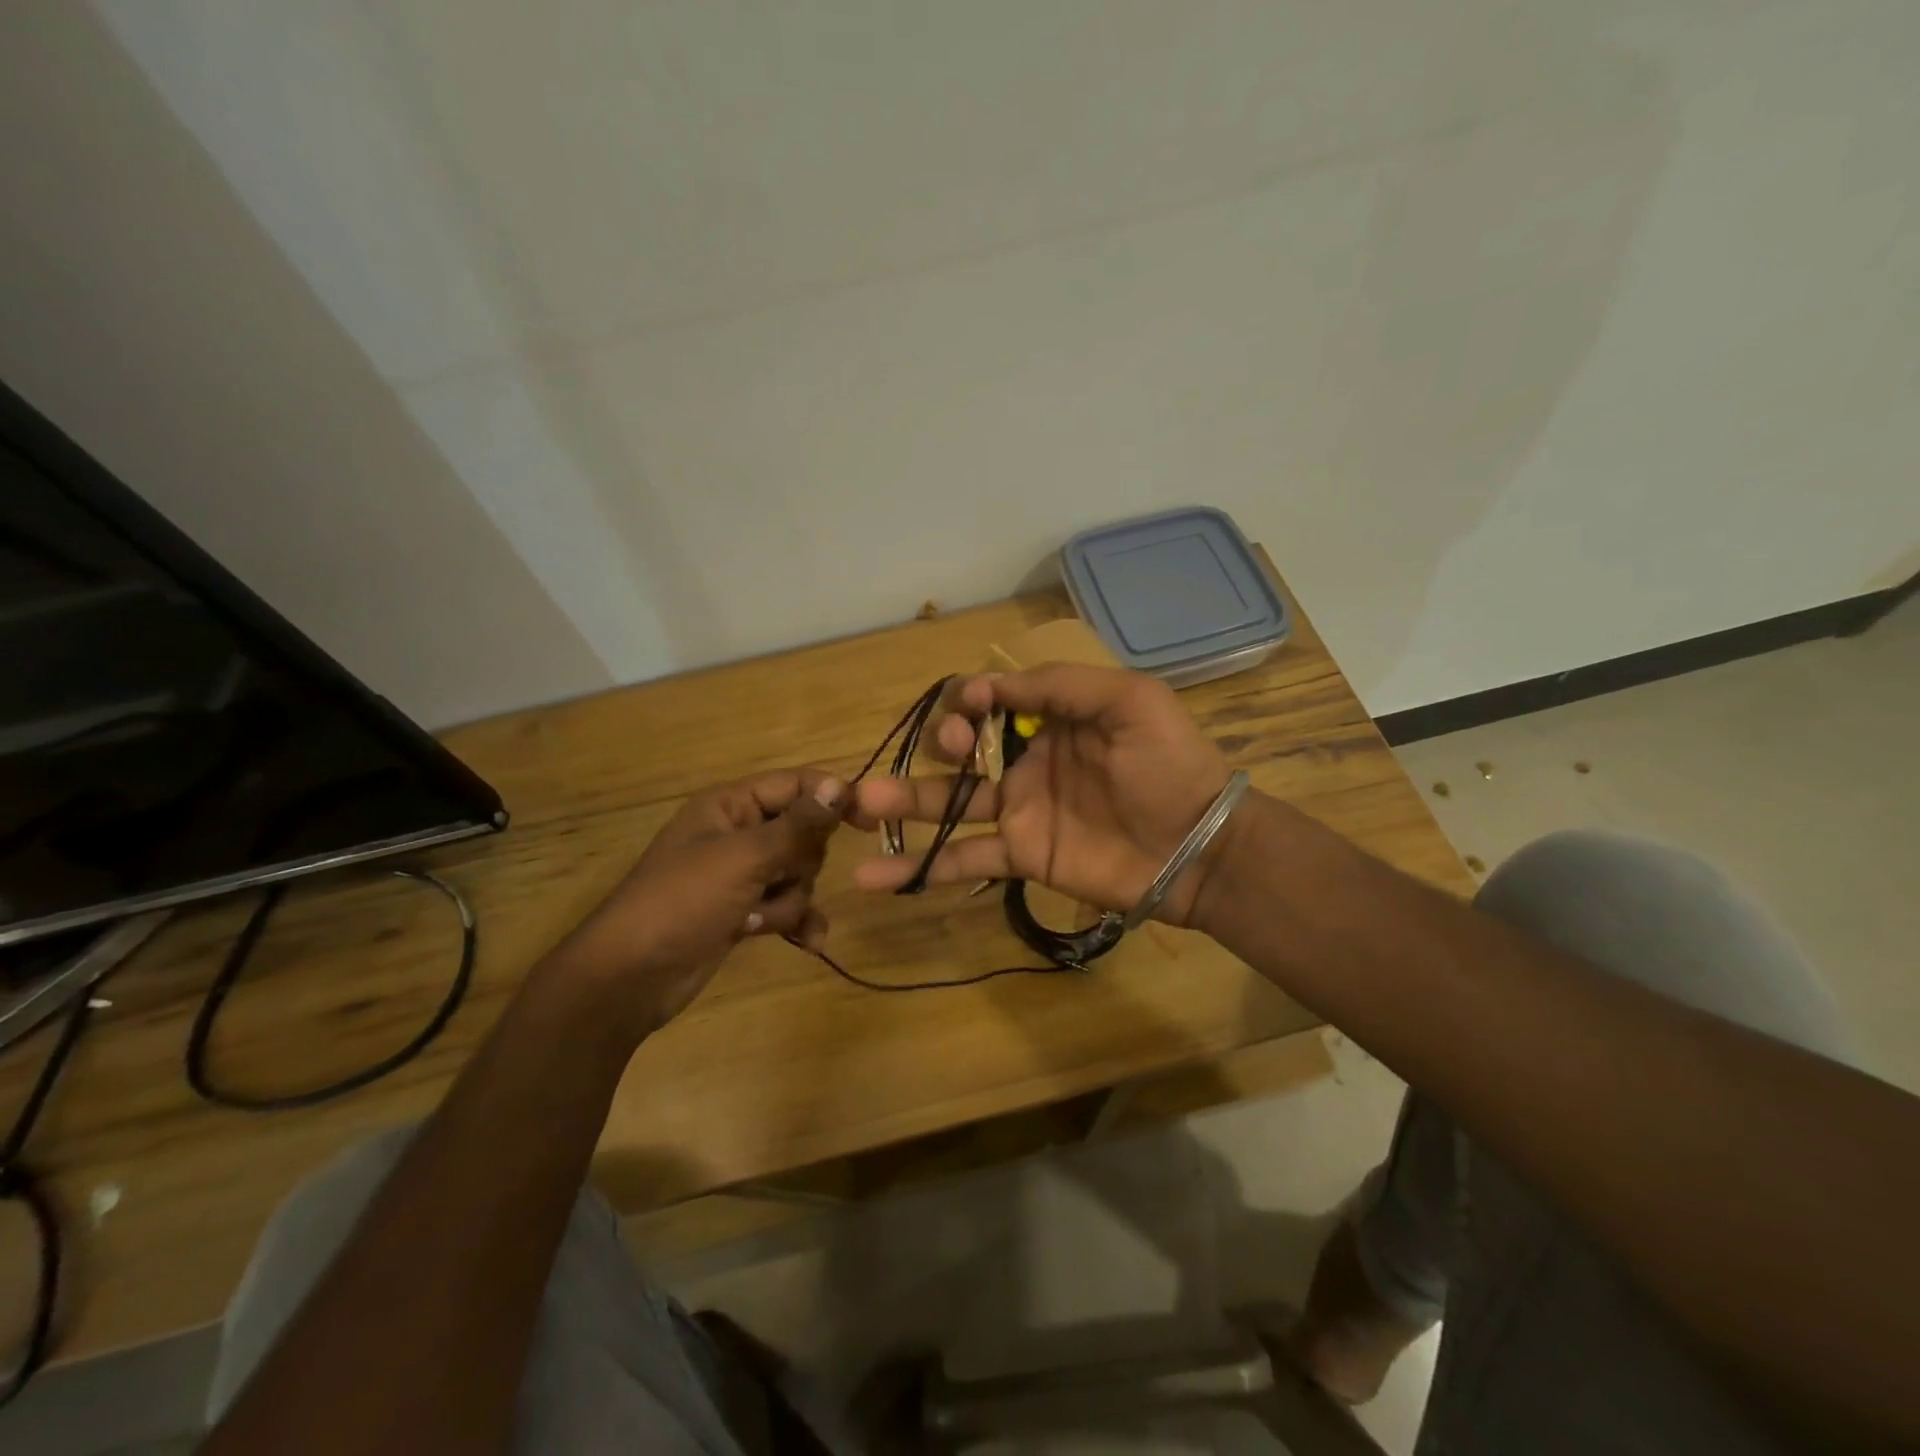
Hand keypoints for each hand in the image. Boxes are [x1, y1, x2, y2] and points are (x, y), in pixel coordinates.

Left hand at [551, 769, 845, 1035]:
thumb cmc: (682, 902)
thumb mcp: (743, 858)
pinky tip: (809, 943)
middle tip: (773, 880)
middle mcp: (738, 834)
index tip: (870, 819)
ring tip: (757, 919)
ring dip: (789, 900)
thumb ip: (797, 825)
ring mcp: (740, 876)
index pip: (794, 785)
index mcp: (730, 806)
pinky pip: (788, 907)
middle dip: (799, 864)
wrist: (629, 977)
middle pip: (803, 834)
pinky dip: (797, 922)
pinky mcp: (743, 912)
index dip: (832, 797)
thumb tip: (840, 785)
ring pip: (798, 875)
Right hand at [849, 665, 1230, 924]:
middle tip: (954, 748)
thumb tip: (988, 686)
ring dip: (901, 803)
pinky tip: (875, 877)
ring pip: (948, 803)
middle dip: (941, 741)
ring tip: (859, 805)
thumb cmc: (1168, 765)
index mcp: (1050, 719)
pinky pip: (963, 858)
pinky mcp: (1020, 855)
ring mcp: (1018, 811)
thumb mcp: (1128, 700)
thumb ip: (1059, 685)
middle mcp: (1025, 761)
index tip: (974, 709)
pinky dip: (920, 868)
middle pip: (960, 748)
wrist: (1200, 846)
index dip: (971, 699)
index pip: (989, 701)